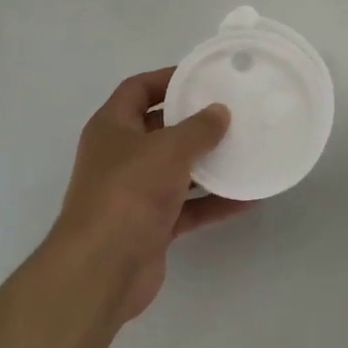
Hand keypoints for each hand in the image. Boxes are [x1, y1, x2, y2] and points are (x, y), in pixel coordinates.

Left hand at [46, 68, 247, 321]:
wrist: (101, 270)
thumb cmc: (129, 192)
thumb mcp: (168, 149)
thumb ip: (199, 128)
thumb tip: (220, 111)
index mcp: (112, 127)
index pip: (138, 89)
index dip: (167, 78)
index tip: (202, 76)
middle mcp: (120, 156)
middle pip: (160, 129)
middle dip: (194, 122)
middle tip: (232, 112)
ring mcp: (134, 193)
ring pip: (176, 169)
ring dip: (208, 163)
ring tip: (245, 150)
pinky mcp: (150, 226)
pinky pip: (187, 206)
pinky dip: (212, 202)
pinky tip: (246, 198)